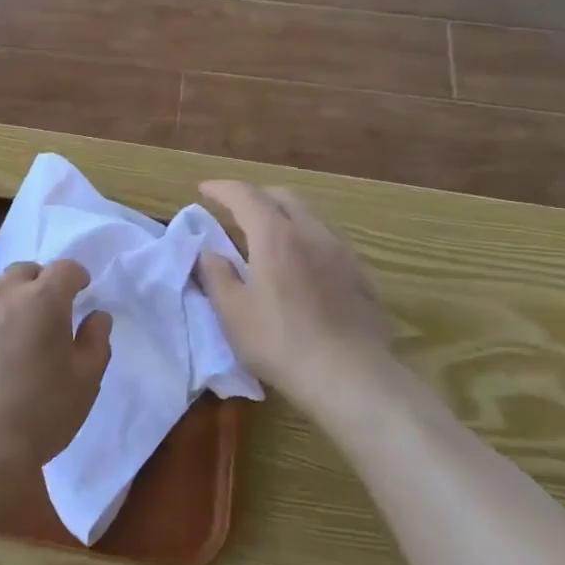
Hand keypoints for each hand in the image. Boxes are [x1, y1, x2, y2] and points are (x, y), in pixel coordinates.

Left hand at [0, 260, 112, 499]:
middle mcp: (0, 295)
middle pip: (24, 272)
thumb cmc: (38, 414)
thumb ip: (95, 341)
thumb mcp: (85, 383)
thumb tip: (97, 316)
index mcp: (42, 300)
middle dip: (40, 283)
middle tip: (47, 313)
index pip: (65, 268)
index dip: (76, 276)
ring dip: (6, 299)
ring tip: (11, 331)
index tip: (81, 290)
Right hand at [196, 181, 402, 417]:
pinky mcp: (361, 275)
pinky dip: (306, 237)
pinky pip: (329, 239)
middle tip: (235, 209)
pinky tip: (301, 263)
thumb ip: (216, 275)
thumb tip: (208, 251)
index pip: (245, 196)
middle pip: (283, 197)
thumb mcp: (232, 312)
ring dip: (284, 214)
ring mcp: (342, 252)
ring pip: (310, 216)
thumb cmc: (280, 342)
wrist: (350, 376)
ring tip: (268, 234)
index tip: (203, 190)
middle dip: (256, 195)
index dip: (222, 189)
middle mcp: (312, 233)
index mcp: (276, 236)